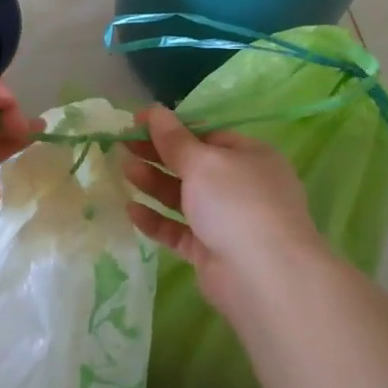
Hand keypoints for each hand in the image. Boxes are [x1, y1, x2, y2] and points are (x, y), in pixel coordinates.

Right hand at [122, 106, 325, 320]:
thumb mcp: (203, 162)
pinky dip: (157, 220)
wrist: (264, 276)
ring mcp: (227, 221)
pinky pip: (179, 230)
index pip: (207, 136)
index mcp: (249, 156)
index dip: (172, 128)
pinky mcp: (211, 251)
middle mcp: (241, 186)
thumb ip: (174, 139)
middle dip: (158, 155)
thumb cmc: (237, 203)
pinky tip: (131, 211)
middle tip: (123, 144)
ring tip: (124, 170)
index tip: (138, 123)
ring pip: (184, 197)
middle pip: (193, 165)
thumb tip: (154, 110)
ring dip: (154, 183)